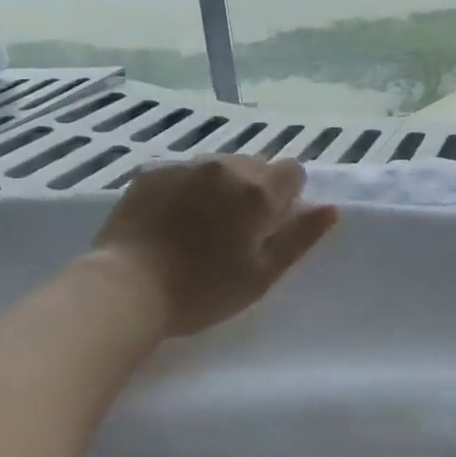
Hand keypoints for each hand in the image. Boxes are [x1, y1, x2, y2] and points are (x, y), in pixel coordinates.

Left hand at [89, 157, 338, 336]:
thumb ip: (299, 238)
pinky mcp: (153, 171)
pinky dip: (189, 188)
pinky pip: (185, 171)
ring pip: (220, 166)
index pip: (293, 171)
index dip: (288, 197)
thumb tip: (330, 209)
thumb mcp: (261, 275)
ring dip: (222, 186)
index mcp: (258, 192)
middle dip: (255, 190)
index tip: (271, 225)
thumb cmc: (202, 290)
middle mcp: (226, 167)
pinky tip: (173, 220)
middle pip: (256, 166)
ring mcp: (186, 166)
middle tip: (236, 231)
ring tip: (202, 225)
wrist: (125, 288)